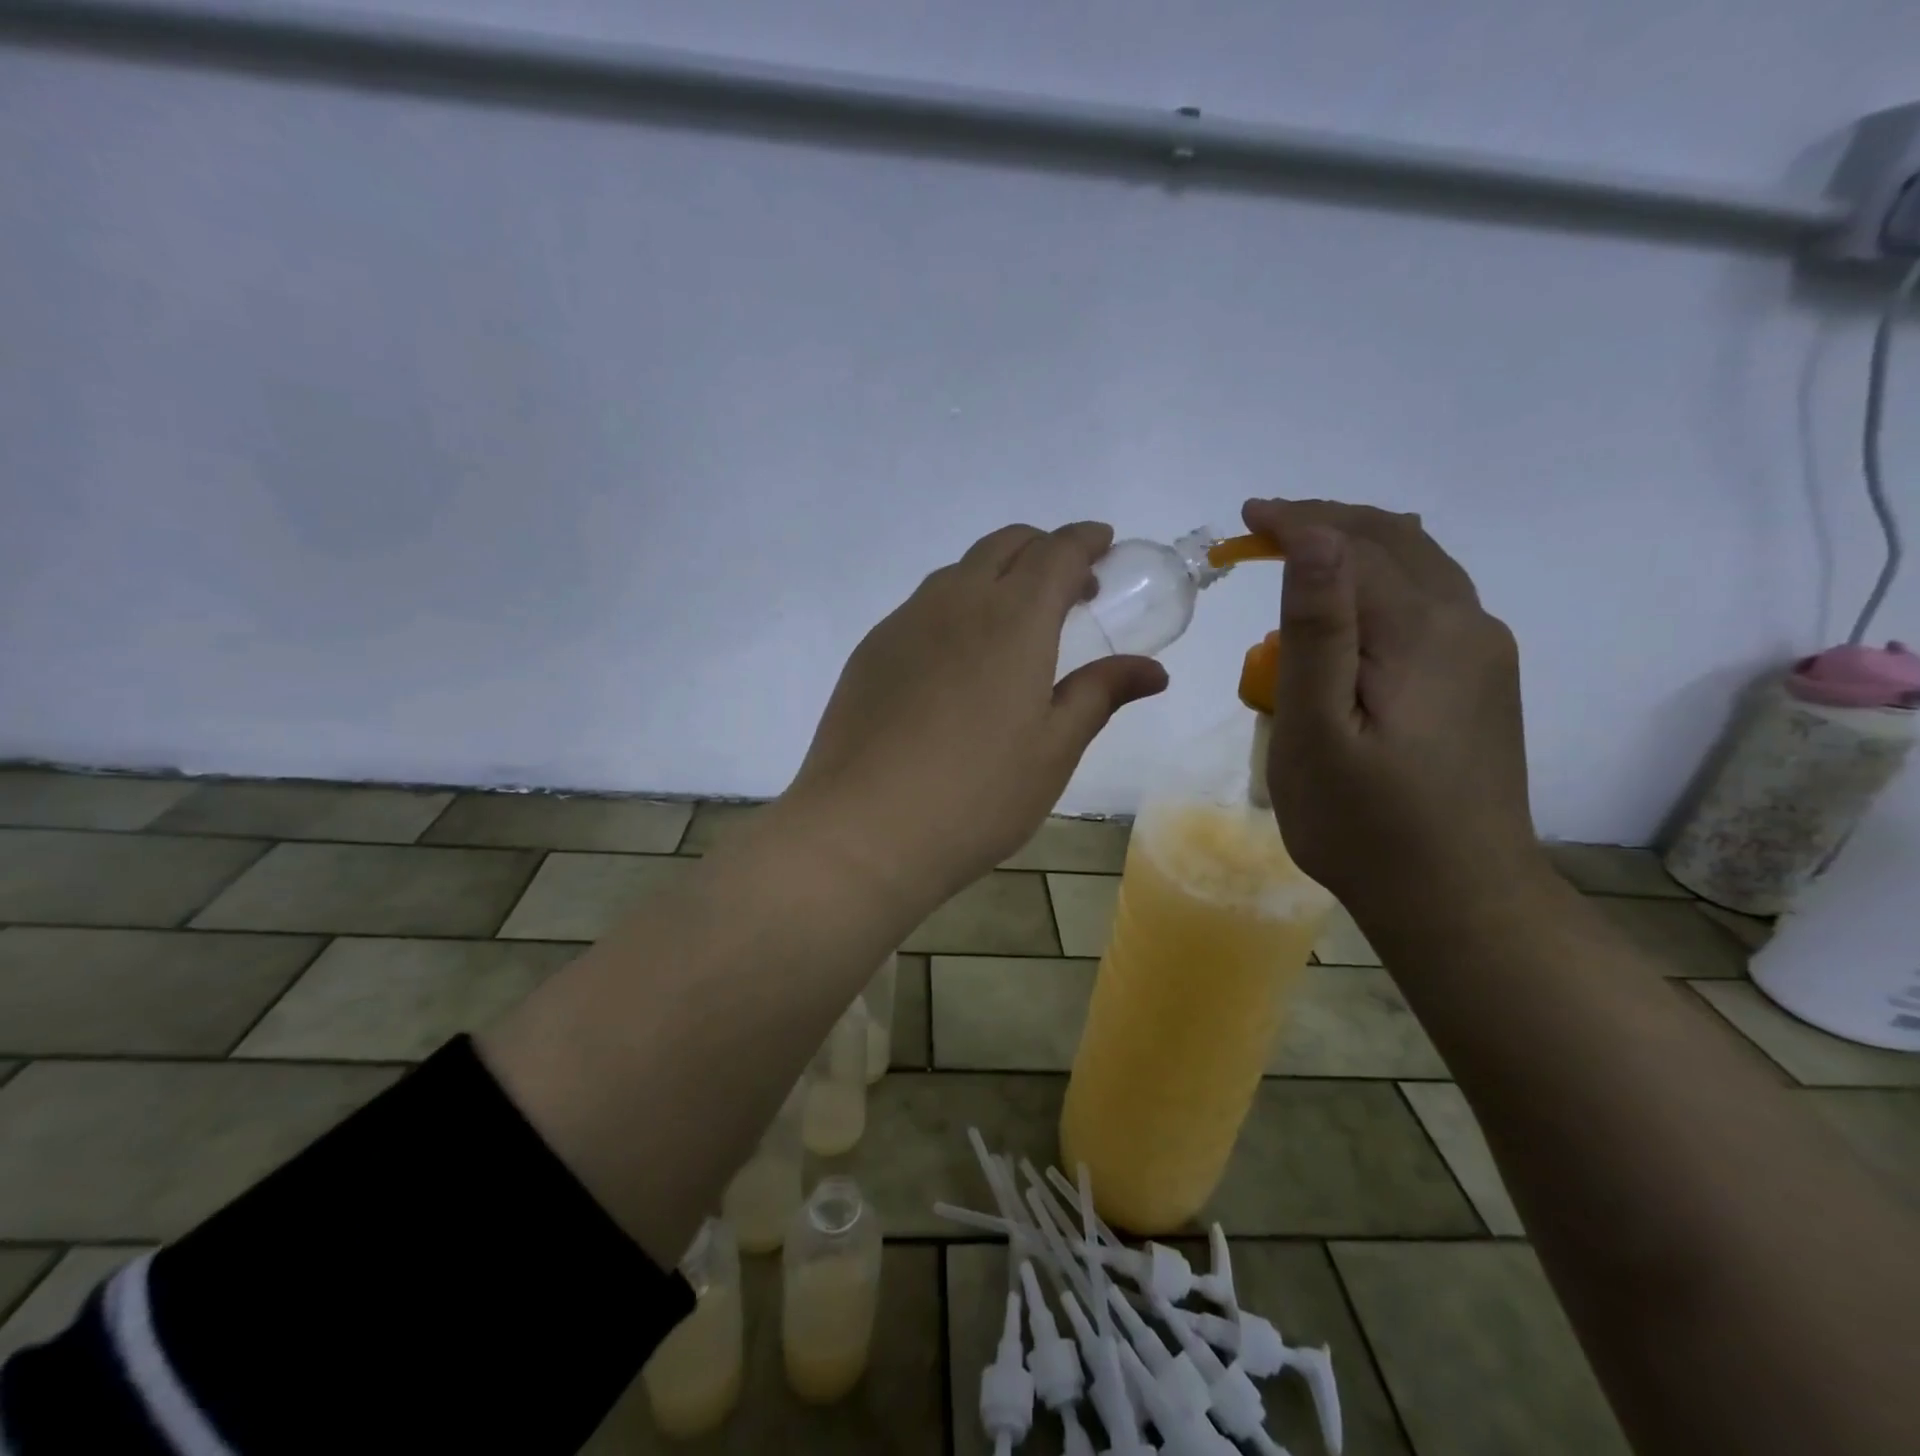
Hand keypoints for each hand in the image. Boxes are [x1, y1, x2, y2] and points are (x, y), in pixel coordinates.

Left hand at [784, 522, 1167, 909]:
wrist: (864, 830)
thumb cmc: (977, 796)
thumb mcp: (1053, 750)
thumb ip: (1100, 694)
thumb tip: (1151, 670)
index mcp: (1013, 619)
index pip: (1056, 552)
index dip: (1086, 540)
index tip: (1104, 545)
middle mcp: (955, 602)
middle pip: (1004, 545)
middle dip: (1043, 549)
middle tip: (1069, 587)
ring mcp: (905, 623)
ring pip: (958, 572)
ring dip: (996, 575)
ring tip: (1015, 622)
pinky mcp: (871, 651)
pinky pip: (922, 606)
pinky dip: (955, 606)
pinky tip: (958, 658)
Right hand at [1243, 499, 1542, 913]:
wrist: (1458, 897)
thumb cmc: (1365, 823)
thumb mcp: (1317, 731)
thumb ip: (1317, 631)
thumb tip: (1316, 539)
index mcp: (1421, 632)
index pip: (1353, 546)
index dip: (1296, 522)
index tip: (1244, 518)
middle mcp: (1465, 624)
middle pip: (1394, 541)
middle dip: (1326, 522)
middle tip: (1263, 528)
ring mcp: (1482, 652)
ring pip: (1420, 566)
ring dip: (1358, 544)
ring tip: (1302, 550)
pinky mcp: (1482, 679)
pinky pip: (1431, 599)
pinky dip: (1383, 578)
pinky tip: (1356, 601)